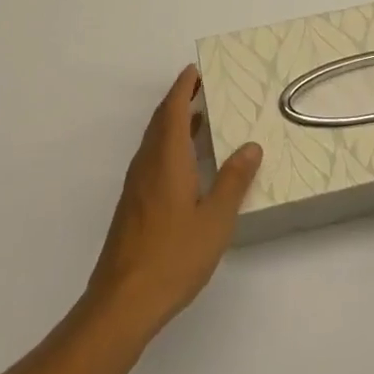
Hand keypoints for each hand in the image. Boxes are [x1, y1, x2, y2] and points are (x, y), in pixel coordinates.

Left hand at [86, 65, 261, 339]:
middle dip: (179, 100)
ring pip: (155, 141)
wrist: (122, 303)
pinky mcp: (133, 206)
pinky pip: (152, 159)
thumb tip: (251, 146)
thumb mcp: (215, 220)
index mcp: (166, 158)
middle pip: (161, 121)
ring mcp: (136, 186)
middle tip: (203, 88)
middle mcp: (147, 164)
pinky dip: (169, 146)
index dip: (183, 87)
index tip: (195, 70)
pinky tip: (186, 165)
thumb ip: (233, 181)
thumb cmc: (173, 256)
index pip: (173, 109)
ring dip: (174, 124)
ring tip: (200, 120)